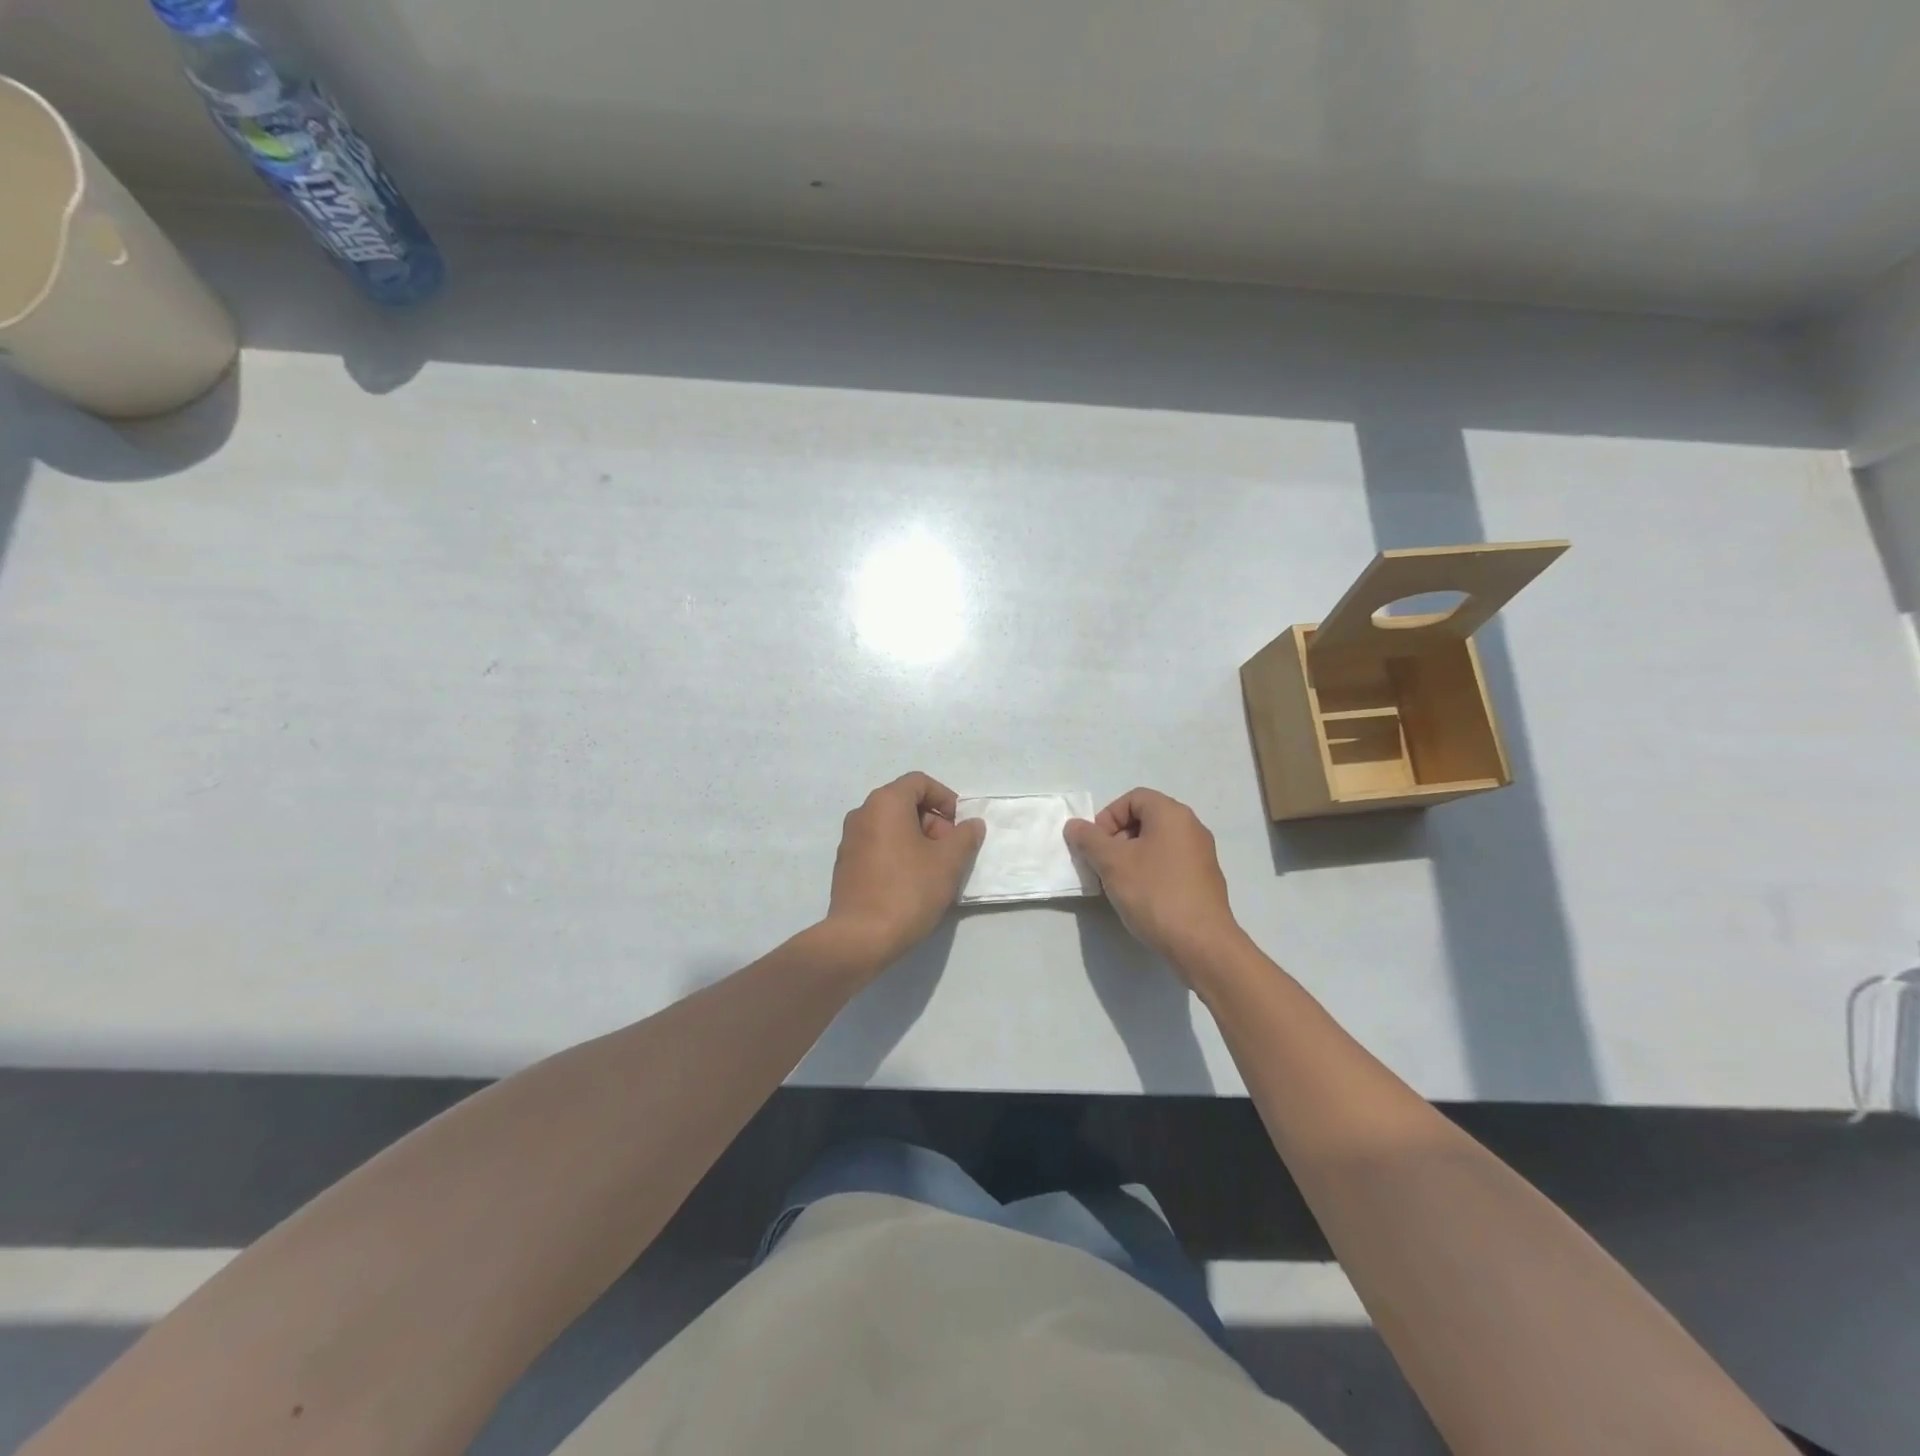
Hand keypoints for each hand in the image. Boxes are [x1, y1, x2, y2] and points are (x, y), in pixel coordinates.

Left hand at [826, 772, 985, 968]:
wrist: (861, 937)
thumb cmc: (908, 890)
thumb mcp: (948, 862)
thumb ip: (965, 837)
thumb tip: (972, 825)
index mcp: (885, 803)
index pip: (919, 782)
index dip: (945, 798)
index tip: (960, 826)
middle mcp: (862, 813)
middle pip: (904, 803)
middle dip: (933, 822)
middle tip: (951, 852)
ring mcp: (849, 840)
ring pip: (891, 827)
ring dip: (918, 840)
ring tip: (935, 871)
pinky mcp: (845, 865)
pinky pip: (878, 846)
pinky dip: (899, 853)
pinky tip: (912, 883)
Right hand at [1065, 788, 1242, 972]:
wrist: (1201, 943)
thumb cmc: (1154, 893)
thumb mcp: (1112, 863)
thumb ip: (1089, 839)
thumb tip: (1074, 826)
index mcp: (1172, 814)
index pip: (1133, 798)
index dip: (1108, 817)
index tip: (1096, 845)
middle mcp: (1191, 828)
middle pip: (1145, 819)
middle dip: (1117, 838)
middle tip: (1102, 865)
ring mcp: (1201, 855)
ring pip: (1156, 843)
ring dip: (1131, 857)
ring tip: (1118, 884)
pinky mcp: (1204, 880)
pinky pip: (1169, 863)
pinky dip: (1150, 872)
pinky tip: (1141, 898)